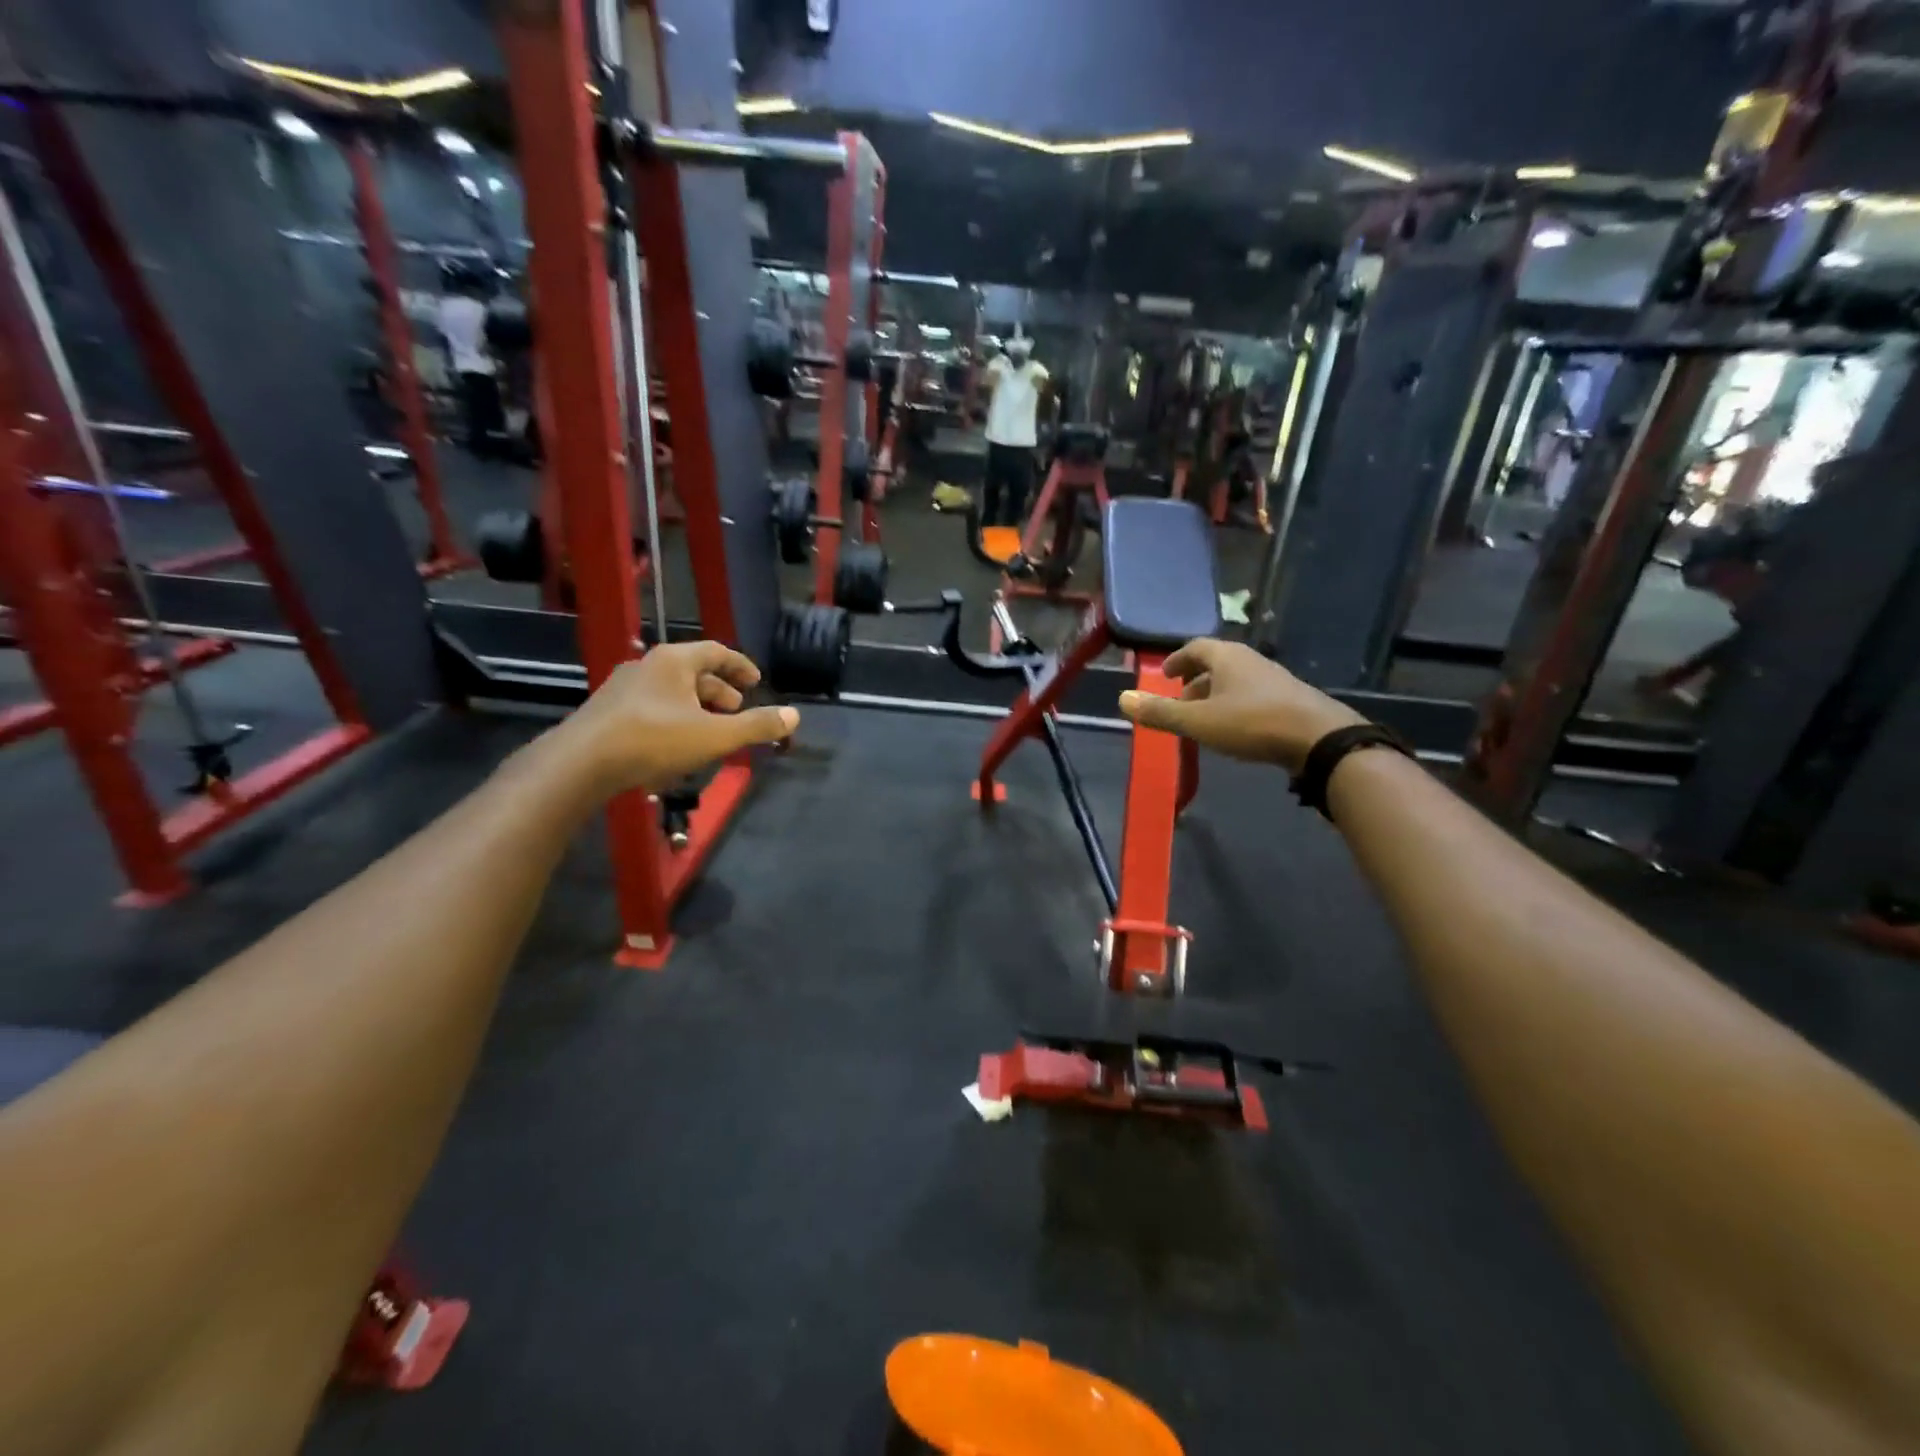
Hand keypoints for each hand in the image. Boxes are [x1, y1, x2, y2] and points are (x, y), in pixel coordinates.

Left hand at [559, 641, 798, 794]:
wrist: (581, 763)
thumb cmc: (654, 740)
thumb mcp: (714, 736)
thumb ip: (756, 726)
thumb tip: (795, 715)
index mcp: (674, 661)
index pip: (717, 652)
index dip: (741, 666)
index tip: (757, 682)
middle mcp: (647, 666)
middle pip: (693, 671)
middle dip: (720, 691)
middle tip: (737, 710)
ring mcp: (623, 688)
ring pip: (671, 691)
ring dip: (696, 707)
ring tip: (711, 732)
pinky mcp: (607, 712)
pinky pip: (651, 707)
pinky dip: (674, 718)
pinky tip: (677, 746)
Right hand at [1118, 639, 1364, 773]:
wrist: (1320, 739)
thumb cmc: (1252, 723)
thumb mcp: (1198, 721)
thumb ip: (1160, 712)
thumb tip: (1122, 699)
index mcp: (1227, 657)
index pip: (1194, 647)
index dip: (1176, 660)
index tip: (1164, 675)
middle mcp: (1250, 660)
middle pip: (1216, 663)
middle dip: (1194, 680)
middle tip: (1179, 701)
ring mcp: (1273, 679)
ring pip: (1235, 681)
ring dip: (1215, 695)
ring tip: (1202, 719)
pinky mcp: (1290, 699)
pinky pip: (1252, 695)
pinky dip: (1234, 706)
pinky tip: (1233, 729)